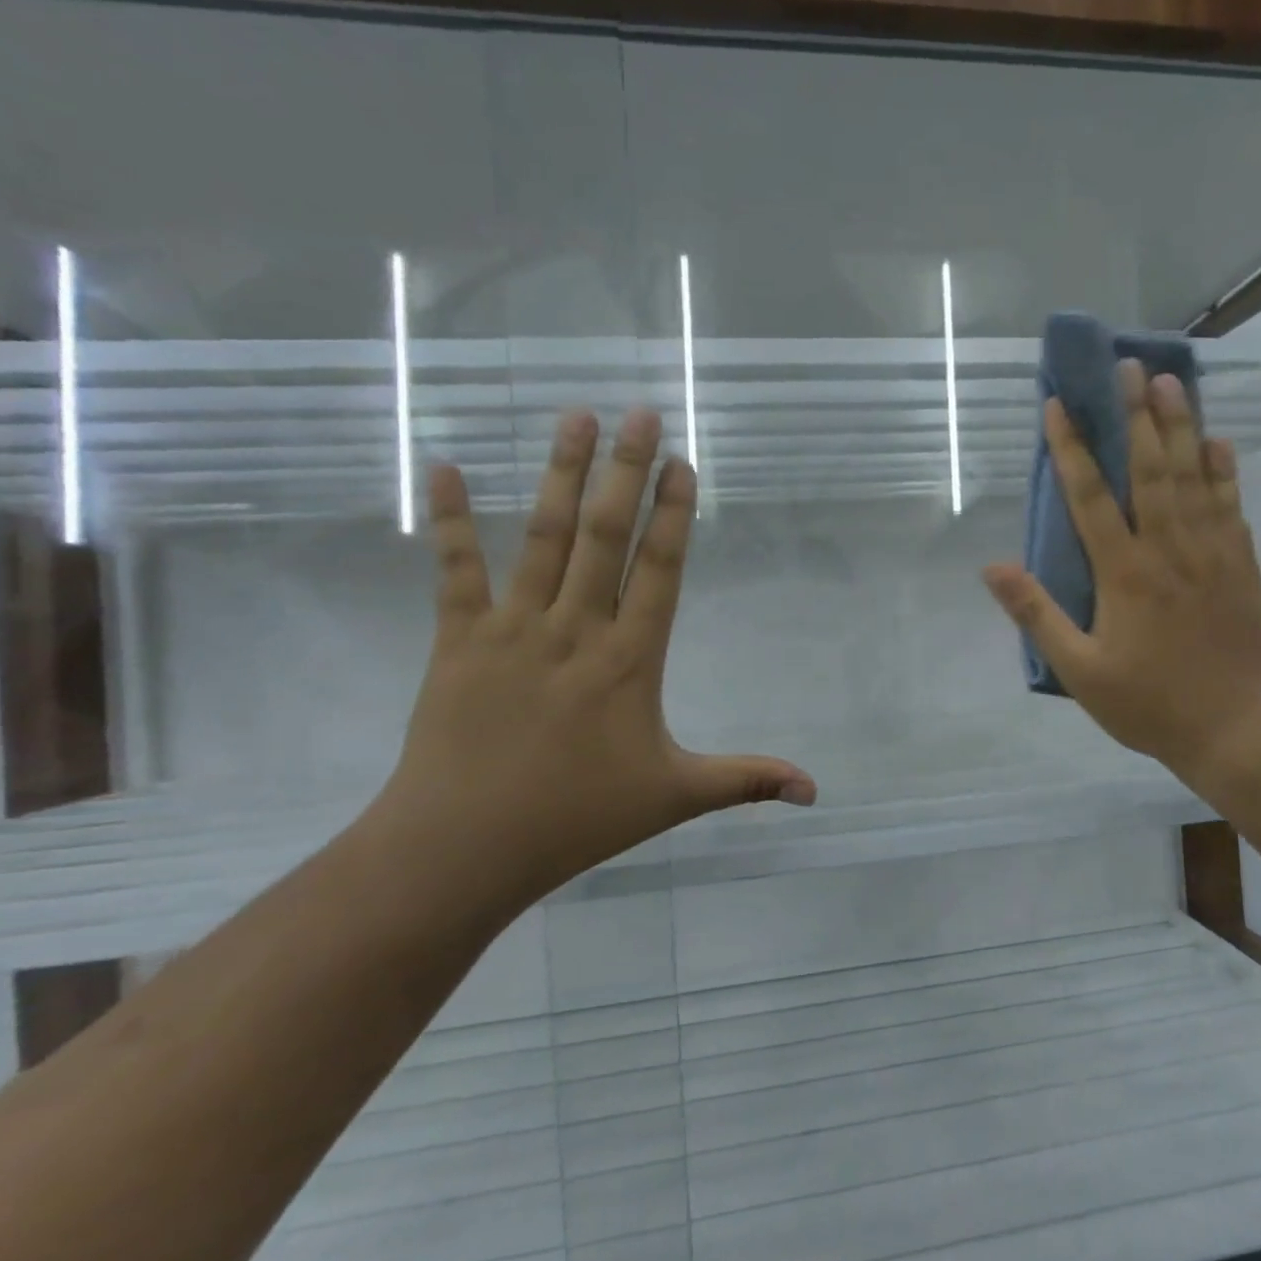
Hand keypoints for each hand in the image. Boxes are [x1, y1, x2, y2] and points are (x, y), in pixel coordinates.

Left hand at [375, 408, 815, 905]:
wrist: (461, 847)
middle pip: (606, 535)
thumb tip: (815, 791)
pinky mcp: (457, 640)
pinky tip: (445, 466)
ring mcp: (513, 629)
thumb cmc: (576, 818)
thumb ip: (746, 780)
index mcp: (630, 660)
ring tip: (577, 417)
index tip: (681, 462)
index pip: (659, 570)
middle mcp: (576, 629)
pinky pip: (455, 569)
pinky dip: (449, 517)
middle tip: (640, 412)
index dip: (673, 513)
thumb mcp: (675, 797)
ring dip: (564, 475)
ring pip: (545, 537)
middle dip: (626, 470)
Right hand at [982, 361, 1260, 793]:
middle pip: (1149, 469)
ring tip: (1170, 381)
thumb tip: (992, 567)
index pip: (1090, 496)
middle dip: (1134, 414)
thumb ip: (1037, 614)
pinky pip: (1230, 504)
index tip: (1057, 406)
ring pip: (1193, 476)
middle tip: (1127, 366)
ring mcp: (1211, 552)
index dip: (1071, 448)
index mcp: (1123, 573)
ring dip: (1180, 426)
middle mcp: (1168, 548)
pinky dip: (1223, 470)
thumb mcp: (1079, 670)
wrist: (1235, 729)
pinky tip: (1217, 441)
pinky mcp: (1241, 564)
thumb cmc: (1148, 703)